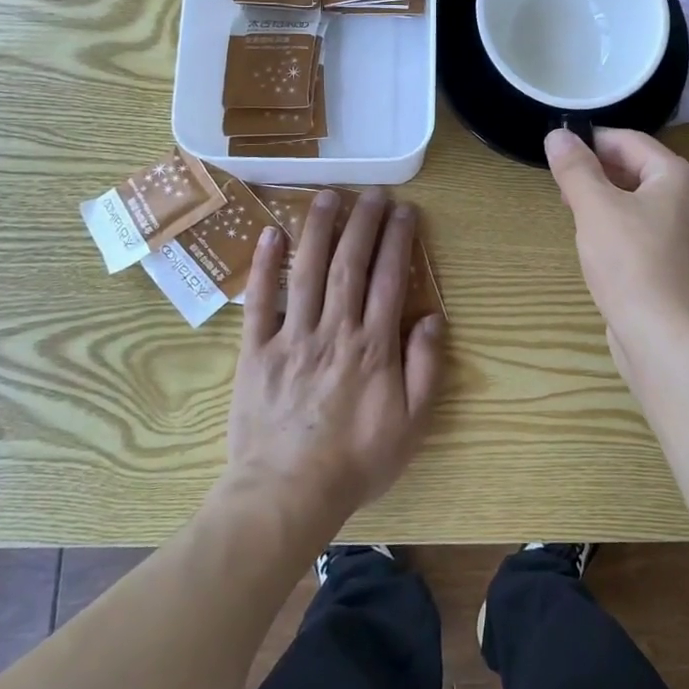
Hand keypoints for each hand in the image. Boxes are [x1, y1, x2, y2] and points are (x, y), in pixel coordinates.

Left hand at [226, 189, 444, 527]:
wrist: (286, 495)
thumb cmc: (356, 461)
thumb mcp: (412, 425)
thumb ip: (425, 368)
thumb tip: (433, 318)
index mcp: (372, 346)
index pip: (389, 279)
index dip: (398, 240)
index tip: (405, 210)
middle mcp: (333, 330)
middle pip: (349, 264)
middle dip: (363, 222)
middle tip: (372, 192)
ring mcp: (291, 337)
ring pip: (306, 271)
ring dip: (318, 229)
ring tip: (328, 195)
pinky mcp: (256, 351)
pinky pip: (259, 301)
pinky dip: (263, 265)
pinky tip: (270, 233)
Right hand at [545, 128, 688, 356]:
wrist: (667, 340)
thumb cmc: (631, 263)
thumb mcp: (594, 208)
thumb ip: (575, 168)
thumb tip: (558, 135)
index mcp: (681, 177)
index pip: (632, 142)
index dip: (593, 142)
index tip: (559, 152)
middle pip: (643, 172)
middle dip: (601, 175)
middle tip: (564, 188)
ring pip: (648, 205)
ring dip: (613, 203)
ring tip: (579, 217)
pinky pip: (655, 235)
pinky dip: (628, 231)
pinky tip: (605, 250)